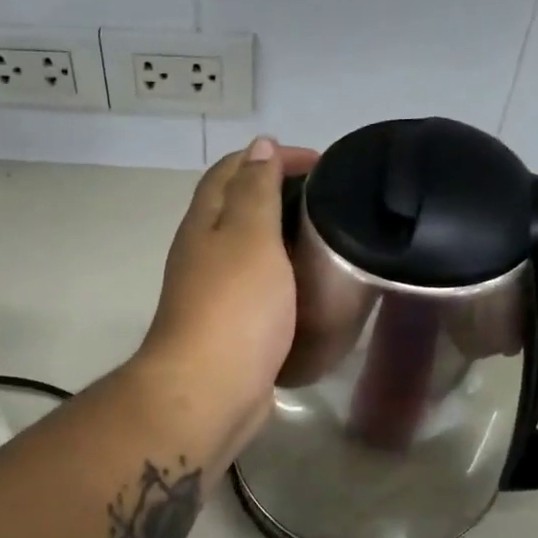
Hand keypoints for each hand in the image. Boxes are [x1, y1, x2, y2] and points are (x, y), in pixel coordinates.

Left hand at [134, 136, 318, 459]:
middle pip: (240, 209)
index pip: (233, 171)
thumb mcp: (249, 236)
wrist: (209, 391)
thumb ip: (256, 191)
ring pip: (252, 253)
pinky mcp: (233, 329)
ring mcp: (216, 295)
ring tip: (332, 240)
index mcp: (205, 224)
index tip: (322, 163)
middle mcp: (204, 254)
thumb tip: (258, 145)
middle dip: (282, 195)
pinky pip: (262, 291)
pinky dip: (287, 280)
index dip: (272, 157)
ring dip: (286, 239)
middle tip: (333, 201)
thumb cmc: (234, 308)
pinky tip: (315, 288)